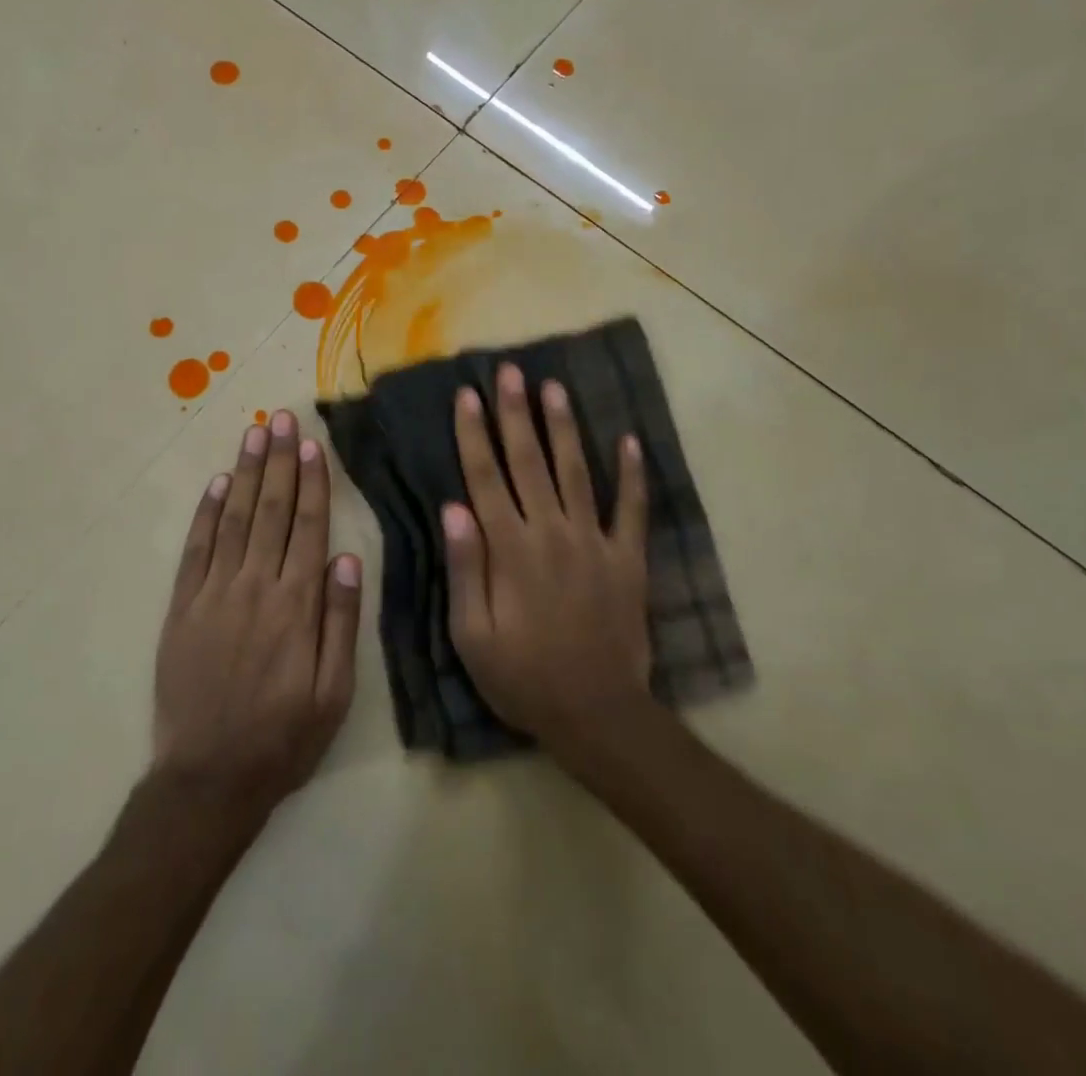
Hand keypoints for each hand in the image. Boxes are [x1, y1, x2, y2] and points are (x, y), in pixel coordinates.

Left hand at [153, 410, 361, 819]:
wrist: (209, 778)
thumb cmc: (284, 737)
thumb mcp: (335, 691)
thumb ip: (342, 621)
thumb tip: (347, 557)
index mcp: (297, 604)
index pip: (308, 526)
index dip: (312, 481)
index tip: (311, 444)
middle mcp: (256, 586)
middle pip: (272, 510)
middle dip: (278, 460)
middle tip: (281, 417)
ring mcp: (214, 593)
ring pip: (235, 518)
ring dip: (247, 472)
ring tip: (254, 433)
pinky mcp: (182, 607)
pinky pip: (197, 549)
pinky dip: (208, 512)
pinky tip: (219, 484)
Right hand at [444, 364, 651, 757]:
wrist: (596, 713)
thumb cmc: (522, 677)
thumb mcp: (472, 635)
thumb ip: (465, 568)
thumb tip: (453, 508)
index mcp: (510, 549)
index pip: (485, 478)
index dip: (474, 434)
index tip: (467, 395)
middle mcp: (551, 531)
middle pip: (529, 461)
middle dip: (516, 413)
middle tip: (510, 371)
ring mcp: (594, 541)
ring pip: (575, 471)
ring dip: (563, 427)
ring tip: (554, 387)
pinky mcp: (628, 558)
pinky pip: (632, 508)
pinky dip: (632, 473)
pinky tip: (629, 439)